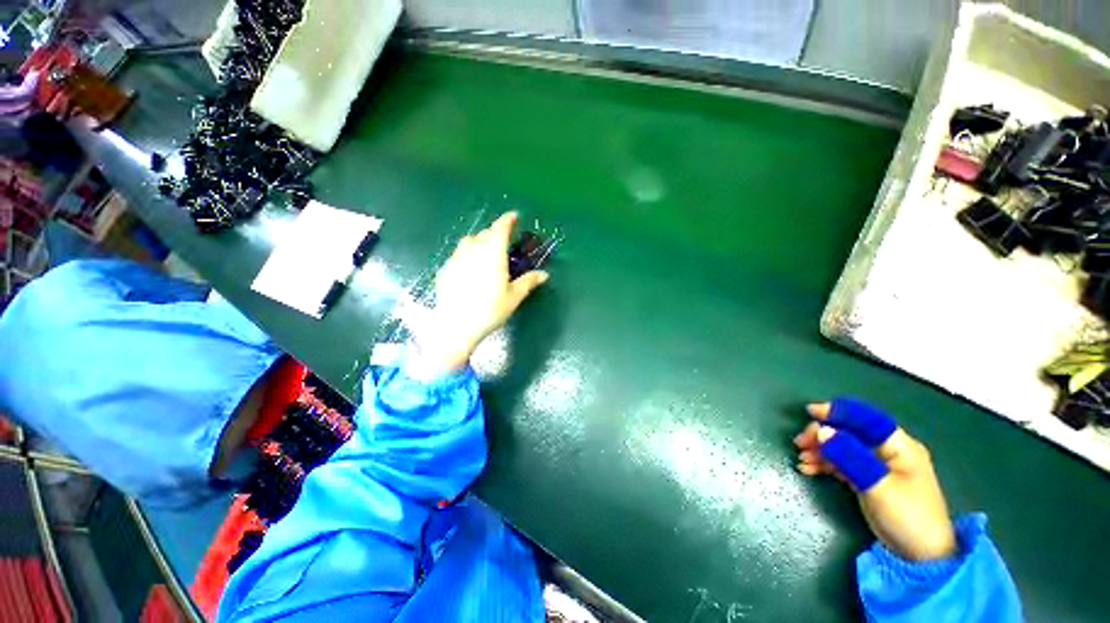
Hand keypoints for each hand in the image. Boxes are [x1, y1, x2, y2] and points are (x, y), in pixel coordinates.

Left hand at [409, 212, 548, 376]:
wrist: (456, 326)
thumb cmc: (490, 310)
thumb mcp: (514, 296)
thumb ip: (529, 282)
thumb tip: (544, 274)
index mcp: (493, 253)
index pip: (500, 228)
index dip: (507, 220)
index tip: (513, 216)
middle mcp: (473, 250)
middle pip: (484, 233)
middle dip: (495, 233)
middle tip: (503, 242)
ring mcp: (456, 258)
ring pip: (468, 241)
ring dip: (479, 241)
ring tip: (485, 252)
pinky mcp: (445, 269)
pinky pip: (458, 254)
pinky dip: (466, 254)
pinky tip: (469, 269)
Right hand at [795, 398, 956, 560]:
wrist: (921, 556)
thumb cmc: (906, 515)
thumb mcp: (876, 484)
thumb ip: (849, 455)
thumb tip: (822, 430)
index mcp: (898, 446)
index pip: (865, 419)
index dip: (837, 412)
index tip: (810, 412)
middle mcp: (887, 451)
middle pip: (849, 432)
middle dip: (823, 434)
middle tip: (800, 443)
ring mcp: (877, 466)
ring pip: (842, 447)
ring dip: (820, 450)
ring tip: (802, 459)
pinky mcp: (868, 479)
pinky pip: (842, 463)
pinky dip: (825, 464)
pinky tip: (808, 469)